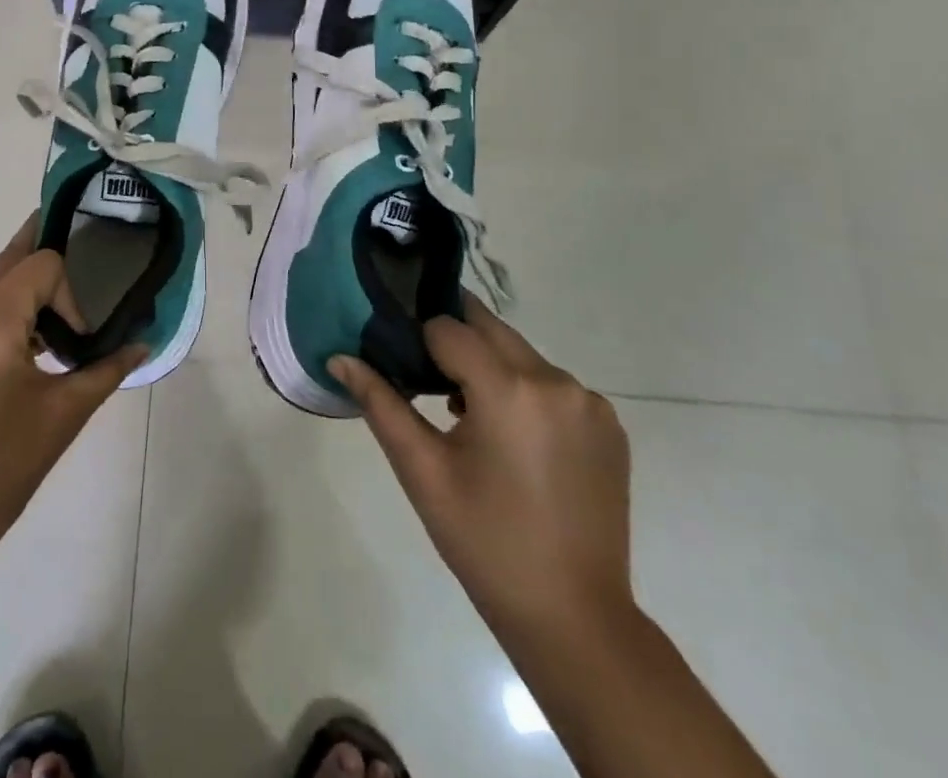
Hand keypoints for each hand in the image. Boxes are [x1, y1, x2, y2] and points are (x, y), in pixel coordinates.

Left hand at [0, 220, 144, 603]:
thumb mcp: (62, 416)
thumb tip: (143, 345)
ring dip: (14, 303)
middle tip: (70, 303)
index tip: (77, 343)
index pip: (41, 264)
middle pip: (7, 264)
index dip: (70, 294)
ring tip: (36, 348)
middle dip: (43, 279)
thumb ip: (106, 369)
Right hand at [329, 298, 633, 646]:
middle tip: (428, 379)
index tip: (404, 368)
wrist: (573, 617)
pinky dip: (525, 392)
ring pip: (520, 353)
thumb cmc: (484, 541)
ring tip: (467, 417)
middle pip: (488, 328)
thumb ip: (380, 403)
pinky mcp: (608, 425)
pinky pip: (551, 383)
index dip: (419, 342)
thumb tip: (339, 358)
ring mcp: (589, 402)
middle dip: (454, 342)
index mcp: (509, 389)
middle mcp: (555, 380)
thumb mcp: (422, 471)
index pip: (448, 328)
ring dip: (490, 366)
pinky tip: (513, 439)